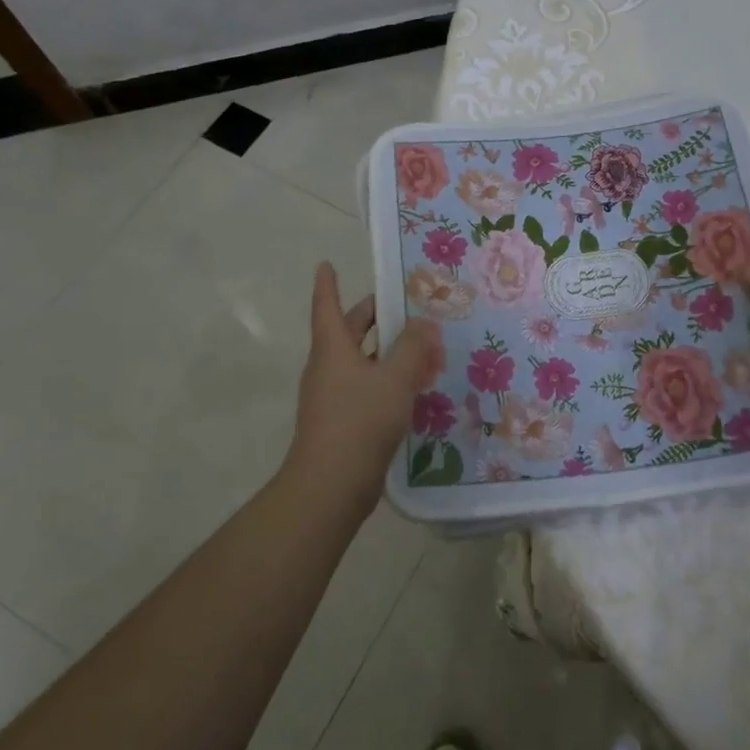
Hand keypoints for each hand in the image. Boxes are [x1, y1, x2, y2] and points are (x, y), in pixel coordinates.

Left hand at [282, 261, 437, 517]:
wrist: (332, 485)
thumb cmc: (359, 420)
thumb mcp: (394, 377)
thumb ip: (413, 346)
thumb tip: (424, 324)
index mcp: (332, 348)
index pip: (326, 305)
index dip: (327, 284)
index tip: (325, 264)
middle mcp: (329, 367)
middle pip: (349, 331)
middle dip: (374, 316)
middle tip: (404, 305)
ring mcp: (334, 396)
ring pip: (363, 361)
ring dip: (389, 351)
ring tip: (423, 346)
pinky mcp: (345, 421)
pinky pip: (368, 388)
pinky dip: (389, 380)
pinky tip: (416, 387)